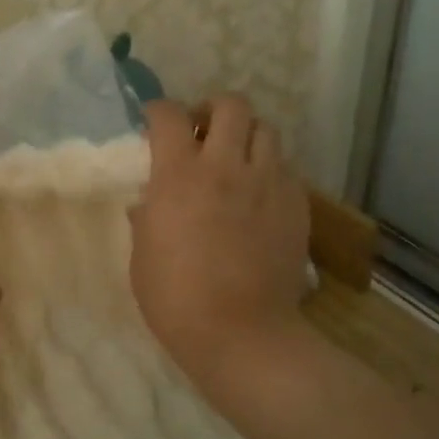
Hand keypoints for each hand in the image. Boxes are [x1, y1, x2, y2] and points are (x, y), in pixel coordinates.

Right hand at [129, 96, 312, 376]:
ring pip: (266, 130)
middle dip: (211, 110)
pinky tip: (258, 195)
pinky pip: (285, 168)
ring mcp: (267, 183)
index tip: (153, 121)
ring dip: (246, 136)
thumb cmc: (174, 297)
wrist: (240, 332)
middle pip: (230, 105)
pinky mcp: (296, 204)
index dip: (158, 110)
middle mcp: (226, 166)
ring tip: (236, 160)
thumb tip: (150, 200)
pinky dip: (268, 170)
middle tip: (202, 132)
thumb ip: (146, 216)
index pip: (169, 116)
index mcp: (179, 175)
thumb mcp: (141, 254)